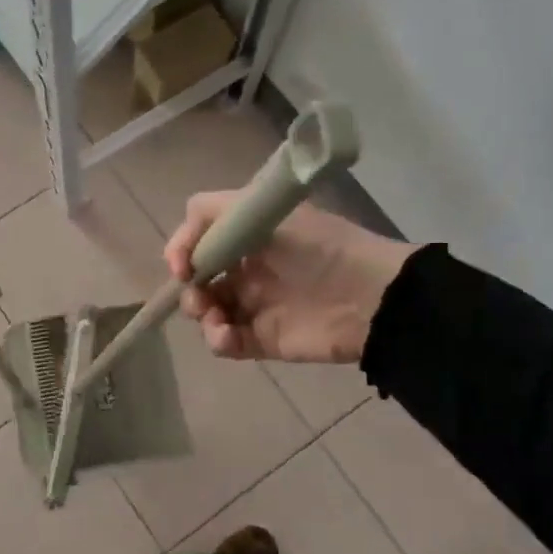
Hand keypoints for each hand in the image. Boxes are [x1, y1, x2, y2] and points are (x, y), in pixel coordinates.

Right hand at [165, 196, 415, 362]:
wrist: (370, 298)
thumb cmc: (318, 248)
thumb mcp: (266, 211)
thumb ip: (214, 212)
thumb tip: (184, 249)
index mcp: (248, 234)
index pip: (199, 238)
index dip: (183, 249)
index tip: (182, 266)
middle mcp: (247, 267)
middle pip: (197, 278)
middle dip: (190, 288)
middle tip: (201, 297)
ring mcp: (254, 305)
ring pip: (206, 311)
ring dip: (202, 315)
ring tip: (217, 320)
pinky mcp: (262, 339)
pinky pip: (225, 342)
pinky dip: (218, 340)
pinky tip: (227, 336)